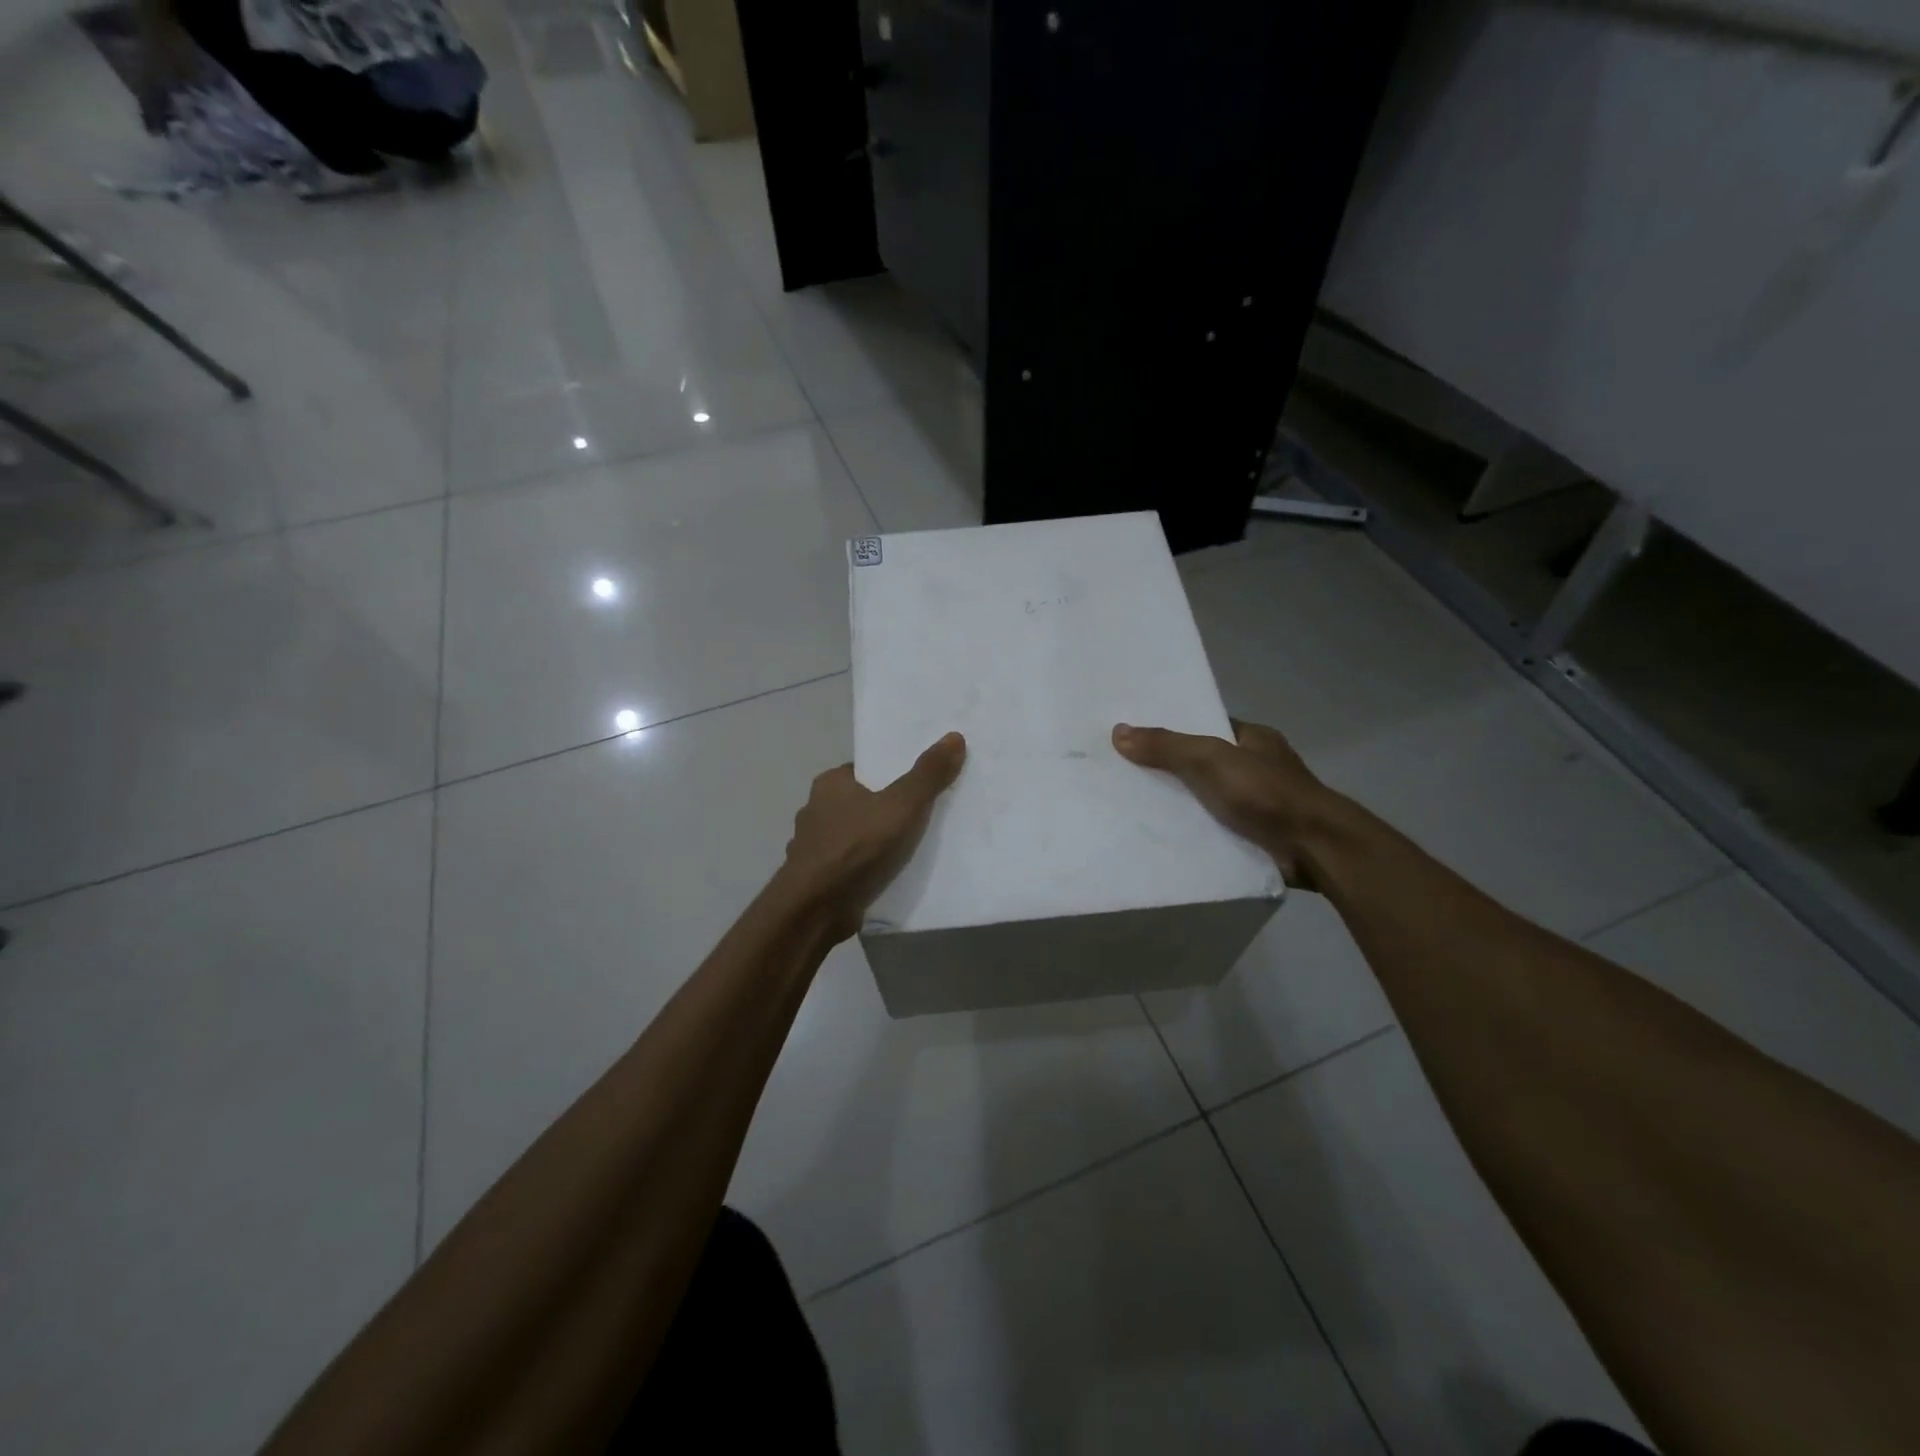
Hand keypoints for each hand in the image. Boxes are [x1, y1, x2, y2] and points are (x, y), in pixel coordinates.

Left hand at [782, 733, 967, 939]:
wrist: (815, 910)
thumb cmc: (857, 847)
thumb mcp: (902, 805)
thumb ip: (928, 774)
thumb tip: (954, 736)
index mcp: (830, 784)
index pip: (866, 770)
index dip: (893, 775)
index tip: (920, 784)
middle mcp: (816, 810)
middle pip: (862, 802)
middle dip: (887, 809)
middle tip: (924, 815)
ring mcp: (814, 847)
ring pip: (855, 835)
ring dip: (876, 842)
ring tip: (912, 848)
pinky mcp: (818, 878)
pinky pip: (850, 864)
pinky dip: (867, 867)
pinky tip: (888, 875)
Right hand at [1112, 718, 1346, 889]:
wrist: (1314, 849)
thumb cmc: (1266, 793)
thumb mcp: (1210, 759)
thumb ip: (1166, 747)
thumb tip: (1119, 731)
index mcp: (1254, 739)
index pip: (1206, 727)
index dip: (1173, 730)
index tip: (1136, 737)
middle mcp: (1258, 768)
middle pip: (1203, 763)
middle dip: (1170, 769)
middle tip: (1125, 773)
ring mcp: (1260, 804)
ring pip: (1207, 798)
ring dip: (1180, 804)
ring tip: (1132, 806)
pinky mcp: (1256, 837)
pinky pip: (1215, 828)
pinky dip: (1194, 831)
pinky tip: (1161, 837)